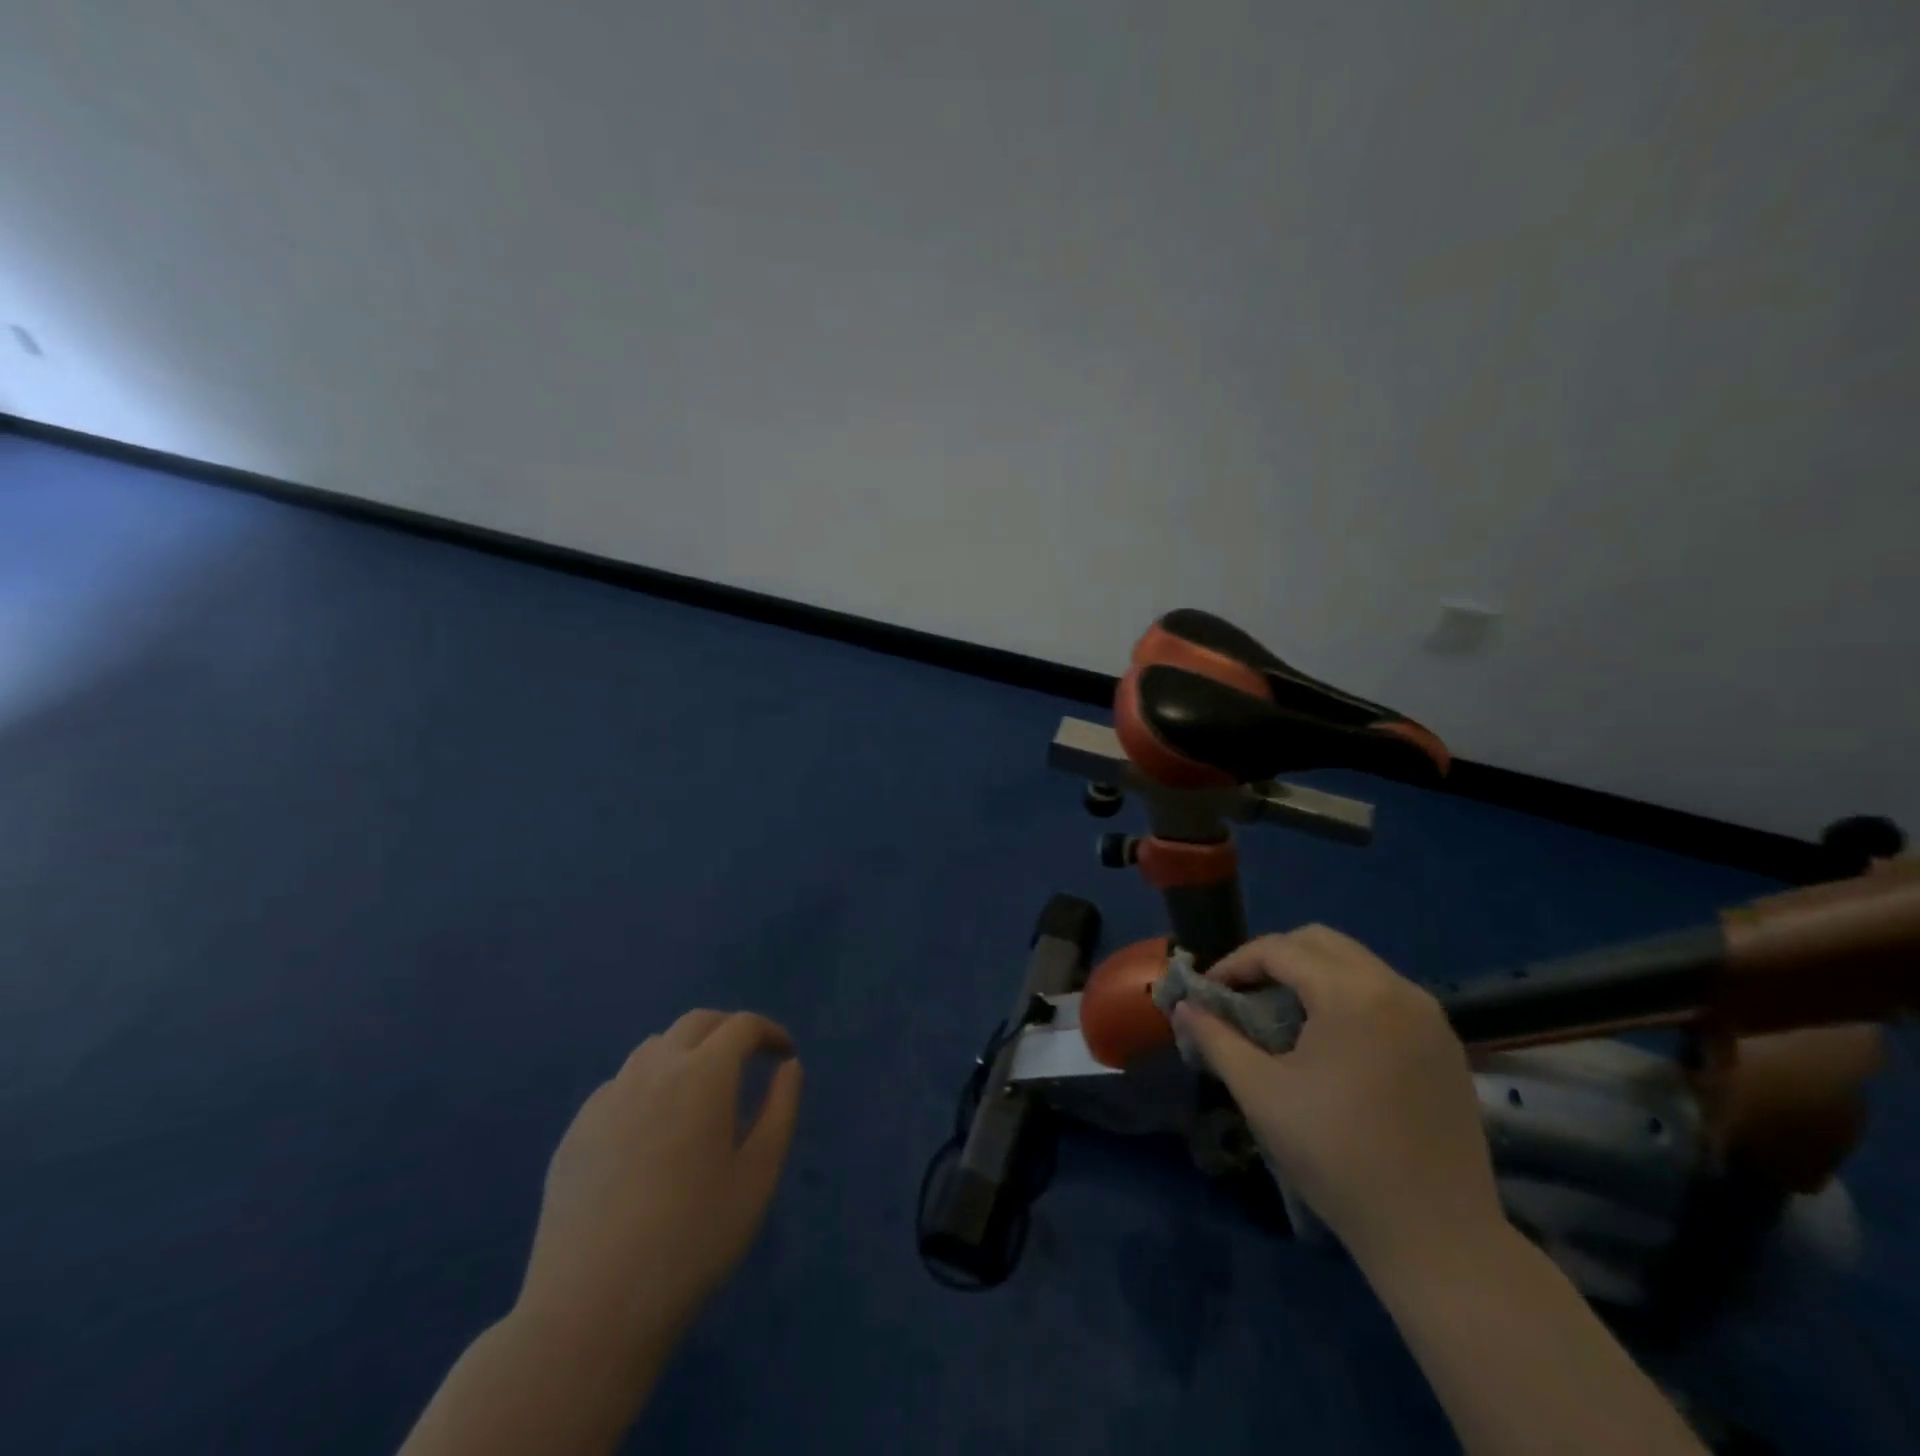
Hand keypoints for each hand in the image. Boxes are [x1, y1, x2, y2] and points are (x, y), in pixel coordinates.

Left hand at [517, 1010, 802, 1366]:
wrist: (592, 1308)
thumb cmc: (693, 1240)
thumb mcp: (758, 1176)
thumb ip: (780, 1110)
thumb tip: (788, 1067)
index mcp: (704, 1074)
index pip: (742, 1027)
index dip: (769, 1032)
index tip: (784, 1056)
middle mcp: (654, 1069)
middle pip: (696, 1023)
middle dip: (728, 1031)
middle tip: (749, 1059)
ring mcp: (608, 1097)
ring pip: (654, 1048)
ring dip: (686, 1052)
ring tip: (701, 1091)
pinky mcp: (577, 1129)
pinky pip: (621, 1084)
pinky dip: (649, 1084)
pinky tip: (653, 1130)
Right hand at [1172, 926, 1499, 1269]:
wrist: (1438, 1237)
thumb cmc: (1337, 1156)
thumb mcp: (1261, 1093)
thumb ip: (1216, 1039)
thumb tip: (1183, 1007)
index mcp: (1351, 994)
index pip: (1280, 949)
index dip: (1236, 963)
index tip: (1209, 991)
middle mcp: (1396, 988)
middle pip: (1321, 942)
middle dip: (1274, 958)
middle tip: (1243, 994)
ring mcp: (1429, 1015)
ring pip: (1356, 963)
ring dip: (1312, 974)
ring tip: (1282, 1014)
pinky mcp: (1445, 1044)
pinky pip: (1385, 992)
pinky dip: (1347, 995)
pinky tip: (1330, 1039)